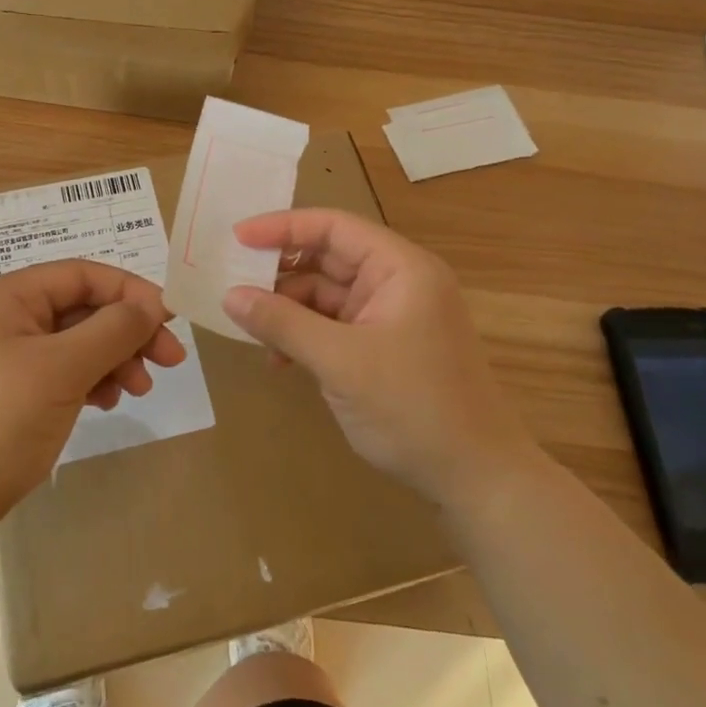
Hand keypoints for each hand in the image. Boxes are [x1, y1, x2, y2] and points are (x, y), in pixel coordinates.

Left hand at [0, 259, 185, 533]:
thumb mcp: (62, 371)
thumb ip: (112, 331)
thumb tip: (154, 306)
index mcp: (8, 297)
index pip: (82, 274)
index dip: (130, 291)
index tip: (171, 320)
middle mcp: (6, 317)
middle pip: (83, 308)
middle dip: (128, 331)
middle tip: (171, 361)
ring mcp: (8, 355)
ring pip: (78, 341)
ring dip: (114, 358)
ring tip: (138, 390)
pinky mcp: (12, 390)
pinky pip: (63, 370)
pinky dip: (91, 380)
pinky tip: (106, 401)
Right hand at [222, 209, 535, 503]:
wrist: (476, 479)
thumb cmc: (413, 408)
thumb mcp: (340, 362)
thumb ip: (283, 323)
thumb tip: (230, 296)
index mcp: (400, 268)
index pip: (333, 227)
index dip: (283, 227)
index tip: (236, 238)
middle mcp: (397, 282)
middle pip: (327, 258)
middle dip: (280, 271)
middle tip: (232, 281)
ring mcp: (390, 316)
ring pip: (325, 295)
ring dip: (287, 310)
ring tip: (249, 328)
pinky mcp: (383, 347)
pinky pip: (333, 326)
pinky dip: (304, 336)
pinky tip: (277, 359)